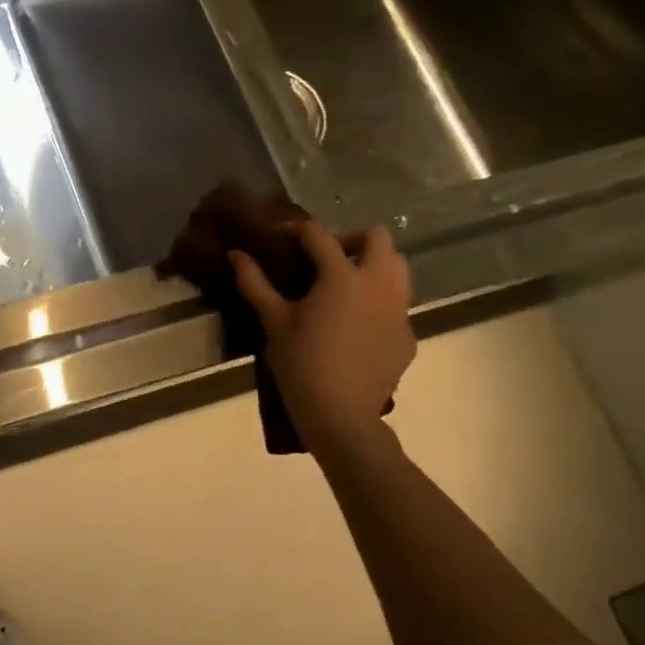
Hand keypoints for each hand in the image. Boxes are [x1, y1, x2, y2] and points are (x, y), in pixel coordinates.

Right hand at [230, 223, 414, 449]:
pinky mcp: (408, 334)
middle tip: (323, 259)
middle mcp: (378, 284)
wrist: (341, 414)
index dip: (295, 230)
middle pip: (378, 238)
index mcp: (342, 276)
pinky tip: (355, 324)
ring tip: (344, 286)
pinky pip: (398, 304)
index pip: (319, 236)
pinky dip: (378, 301)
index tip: (278, 237)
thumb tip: (236, 254)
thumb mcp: (273, 322)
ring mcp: (400, 310)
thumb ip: (255, 283)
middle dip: (350, 239)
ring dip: (373, 265)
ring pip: (398, 268)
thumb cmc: (301, 363)